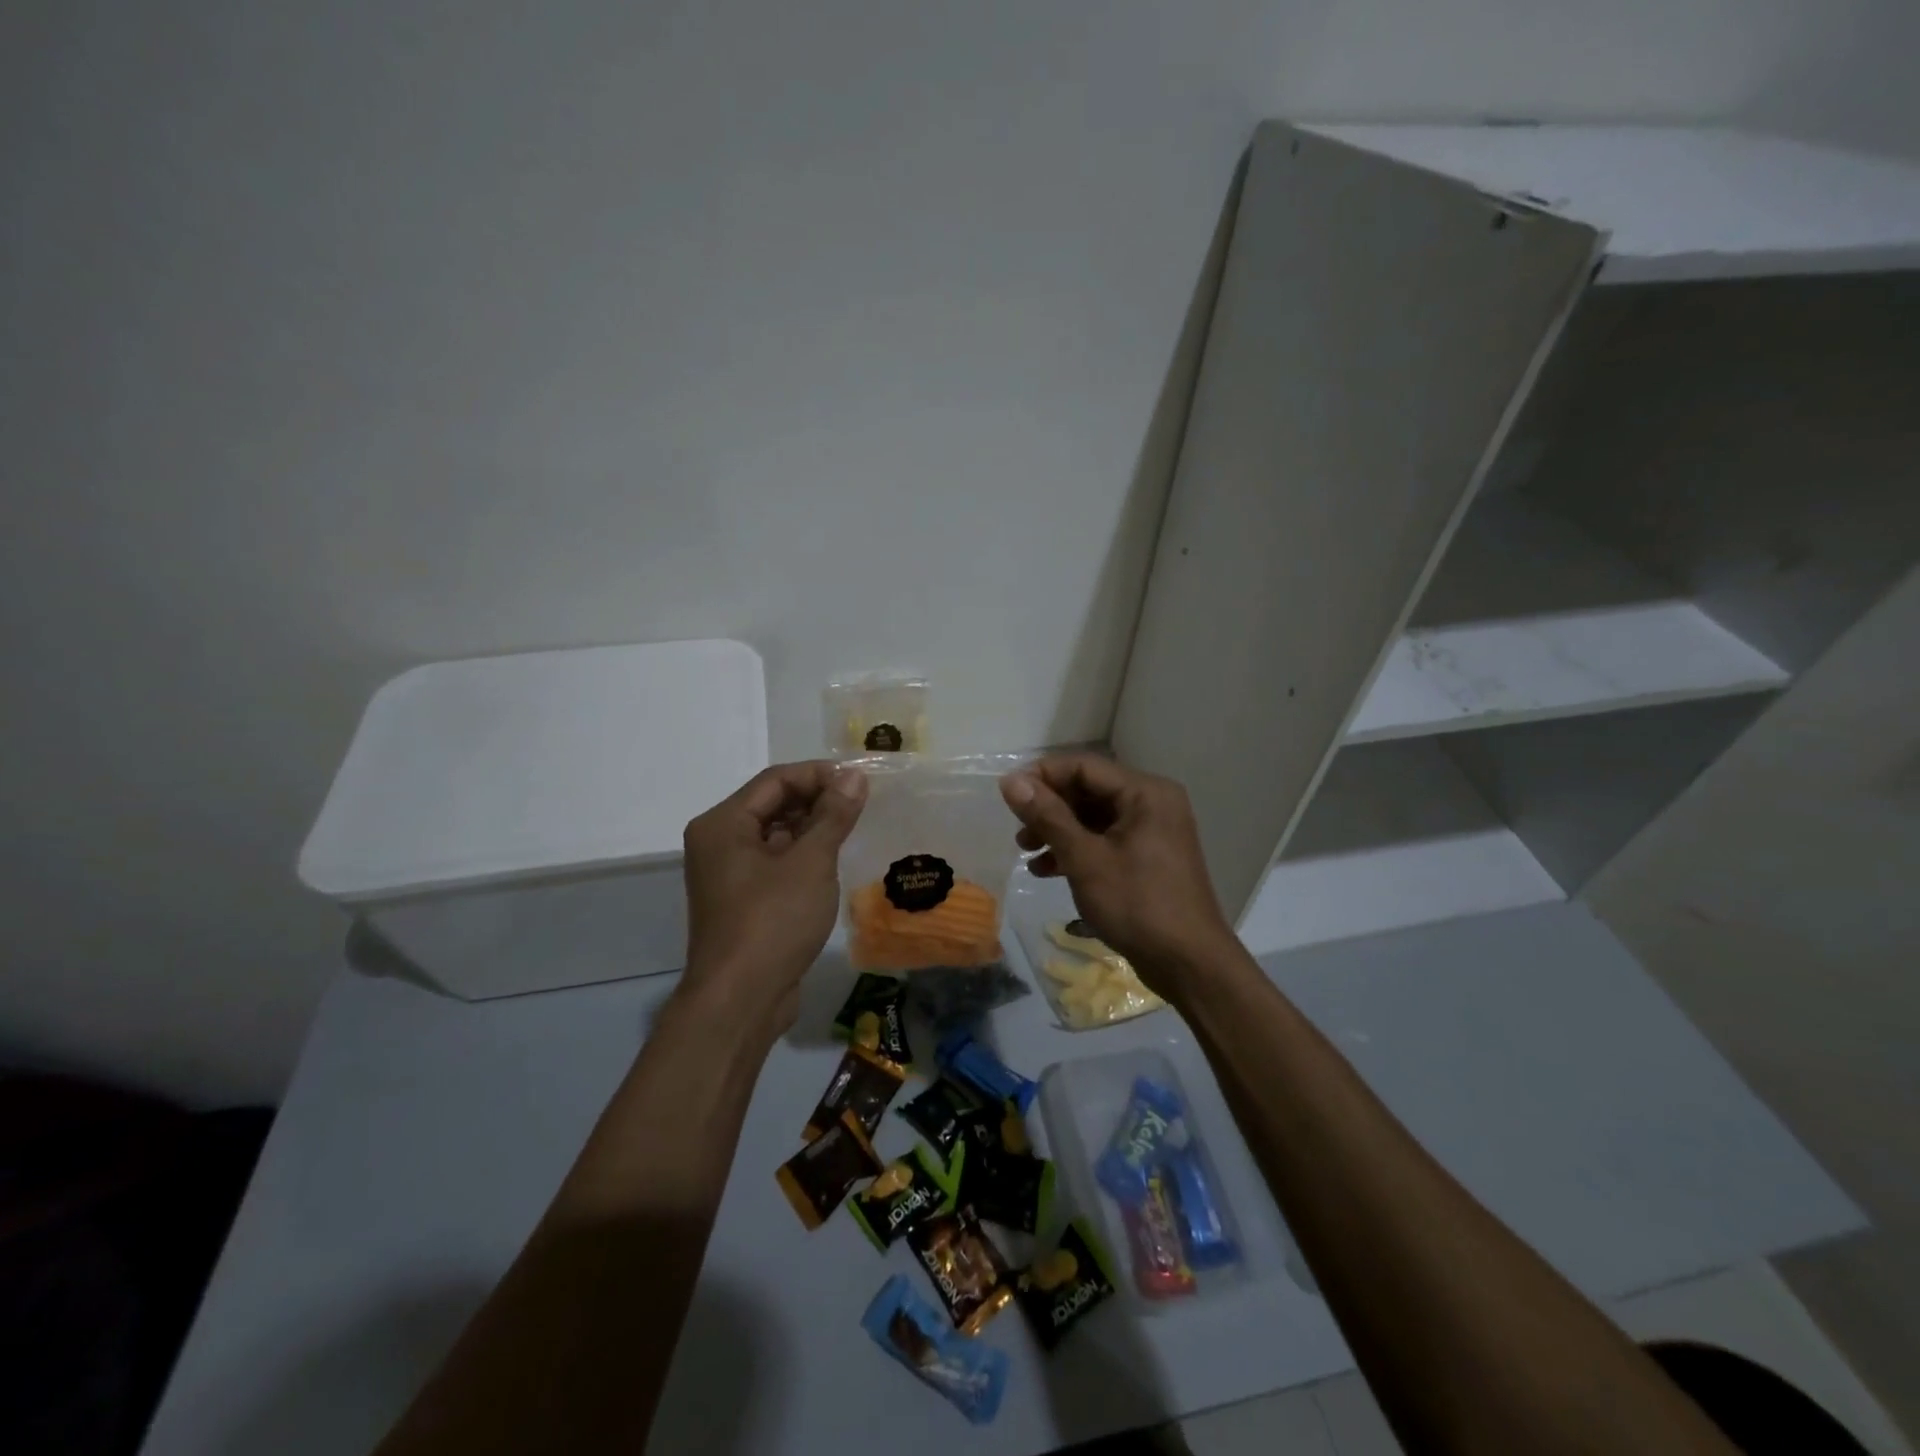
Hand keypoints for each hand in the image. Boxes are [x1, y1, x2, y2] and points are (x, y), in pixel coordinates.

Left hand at [681, 761, 867, 1030]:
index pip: (775, 781)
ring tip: (854, 828)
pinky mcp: (742, 901)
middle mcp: (718, 843)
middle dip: (817, 800)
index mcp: (723, 824)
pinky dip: (803, 855)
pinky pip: (775, 863)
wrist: (741, 1001)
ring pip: (776, 835)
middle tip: (862, 804)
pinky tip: (834, 861)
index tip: (860, 781)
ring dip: (812, 828)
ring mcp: (728, 874)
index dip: (819, 775)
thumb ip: (833, 815)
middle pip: (772, 804)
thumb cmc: (773, 921)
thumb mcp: (810, 862)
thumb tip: (855, 777)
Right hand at [999, 755, 1238, 997]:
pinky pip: (1105, 840)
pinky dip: (1077, 851)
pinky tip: (1047, 871)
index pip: (1084, 767)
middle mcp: (1152, 803)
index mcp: (1145, 792)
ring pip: (1094, 818)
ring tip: (1026, 852)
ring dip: (1058, 831)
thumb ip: (1047, 816)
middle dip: (1049, 809)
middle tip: (1018, 832)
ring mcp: (1152, 831)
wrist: (1189, 964)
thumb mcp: (1085, 859)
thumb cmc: (1137, 904)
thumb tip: (1010, 781)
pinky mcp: (1148, 857)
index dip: (1042, 776)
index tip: (1008, 796)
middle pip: (1089, 791)